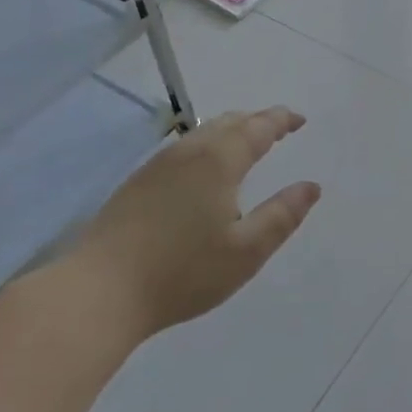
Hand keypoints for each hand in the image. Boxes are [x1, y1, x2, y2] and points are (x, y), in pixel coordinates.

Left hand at [49, 107, 321, 341]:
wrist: (100, 291)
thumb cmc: (182, 272)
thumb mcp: (246, 251)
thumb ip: (282, 215)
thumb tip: (311, 187)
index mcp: (219, 161)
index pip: (258, 128)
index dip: (281, 120)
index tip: (299, 120)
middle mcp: (189, 152)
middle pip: (228, 122)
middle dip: (257, 120)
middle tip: (278, 128)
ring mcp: (158, 165)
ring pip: (202, 132)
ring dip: (231, 130)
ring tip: (246, 142)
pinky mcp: (137, 182)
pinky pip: (184, 147)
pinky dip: (208, 144)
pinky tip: (204, 168)